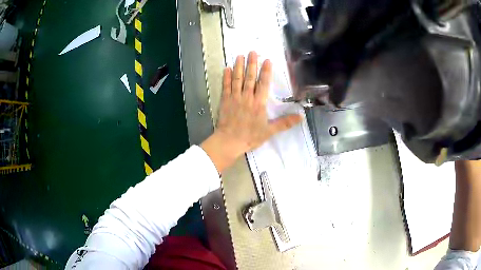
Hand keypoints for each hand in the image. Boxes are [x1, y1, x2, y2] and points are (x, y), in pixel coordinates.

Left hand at [201, 51, 301, 173]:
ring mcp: (235, 97)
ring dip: (239, 66)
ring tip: (240, 55)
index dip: (266, 71)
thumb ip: (285, 122)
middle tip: (252, 52)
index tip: (267, 60)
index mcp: (259, 103)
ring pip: (237, 79)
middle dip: (252, 63)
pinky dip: (226, 77)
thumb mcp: (270, 131)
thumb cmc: (250, 137)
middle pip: (250, 77)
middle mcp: (247, 97)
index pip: (263, 83)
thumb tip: (301, 116)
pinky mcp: (225, 101)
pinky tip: (227, 68)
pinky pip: (226, 86)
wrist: (229, 142)